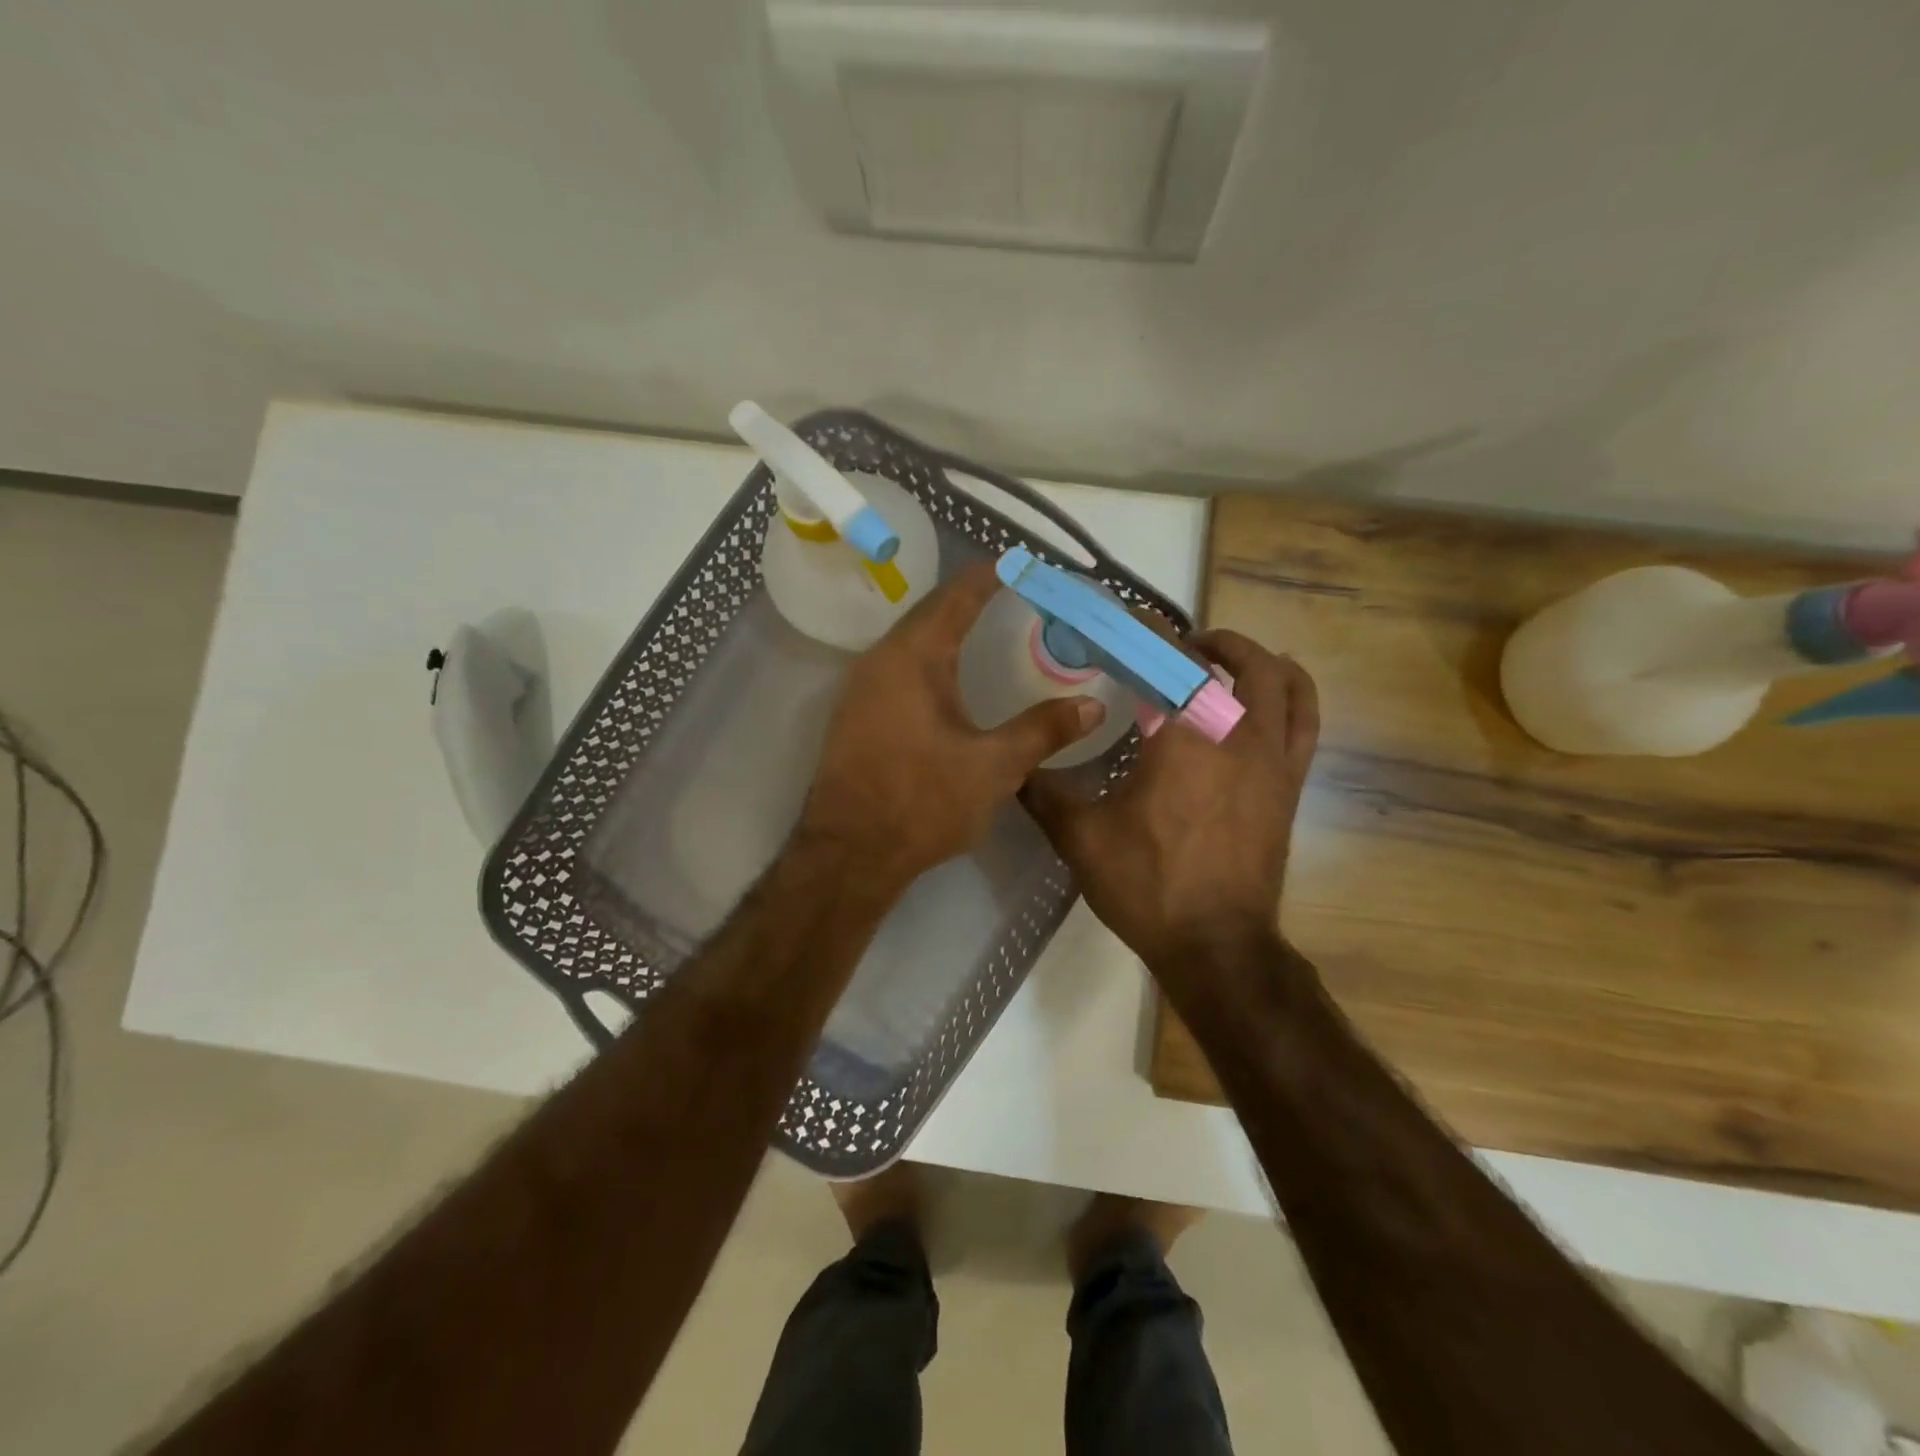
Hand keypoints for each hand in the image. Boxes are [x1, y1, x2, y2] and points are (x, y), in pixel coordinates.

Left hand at [799, 561, 1105, 899]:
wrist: (850, 853)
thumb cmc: (923, 802)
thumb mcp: (994, 767)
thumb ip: (1043, 730)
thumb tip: (1092, 704)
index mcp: (914, 658)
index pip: (957, 597)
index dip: (990, 576)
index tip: (1021, 564)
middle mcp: (880, 660)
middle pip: (930, 613)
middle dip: (970, 599)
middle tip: (1013, 594)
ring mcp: (861, 688)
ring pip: (910, 641)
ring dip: (946, 629)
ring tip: (985, 628)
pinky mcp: (856, 715)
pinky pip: (898, 667)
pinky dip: (929, 659)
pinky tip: (949, 680)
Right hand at [1023, 629, 1318, 976]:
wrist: (1216, 945)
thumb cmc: (1147, 887)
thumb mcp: (1080, 838)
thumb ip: (1043, 792)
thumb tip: (1013, 765)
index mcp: (1182, 738)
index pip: (1169, 659)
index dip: (1147, 629)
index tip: (1124, 617)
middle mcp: (1237, 734)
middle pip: (1236, 660)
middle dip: (1204, 642)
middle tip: (1171, 648)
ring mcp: (1273, 759)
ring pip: (1282, 683)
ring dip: (1253, 658)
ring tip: (1222, 660)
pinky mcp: (1290, 784)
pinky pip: (1305, 721)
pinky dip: (1290, 694)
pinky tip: (1265, 699)